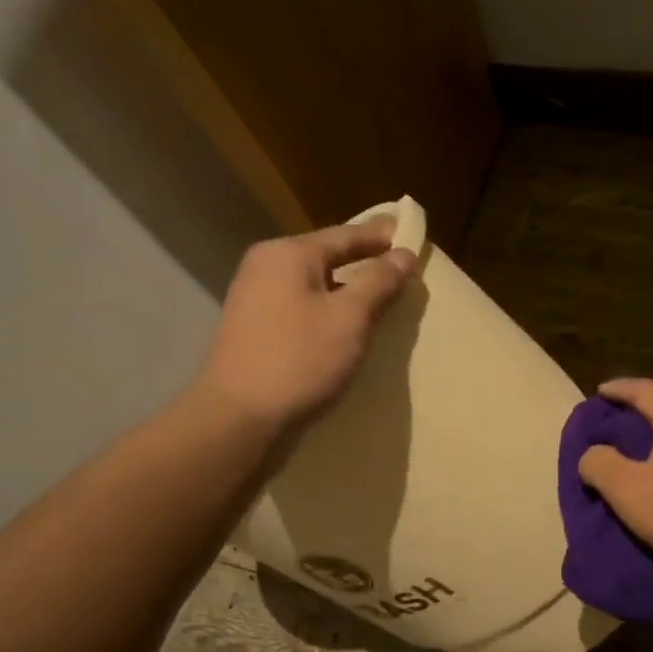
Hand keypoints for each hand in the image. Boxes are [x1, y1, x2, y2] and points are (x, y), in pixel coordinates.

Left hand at [194, 219, 418, 432]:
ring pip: (315, 283)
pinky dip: (328, 309)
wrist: (238, 416)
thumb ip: (379, 282)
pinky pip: (301, 306)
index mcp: (289, 254)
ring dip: (348, 289)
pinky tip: (347, 326)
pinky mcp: (254, 327)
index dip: (383, 237)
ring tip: (382, 300)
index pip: (346, 235)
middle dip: (366, 263)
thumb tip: (404, 254)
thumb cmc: (299, 360)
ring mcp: (255, 297)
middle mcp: (266, 265)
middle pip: (328, 256)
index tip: (414, 239)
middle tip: (403, 271)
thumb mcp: (350, 318)